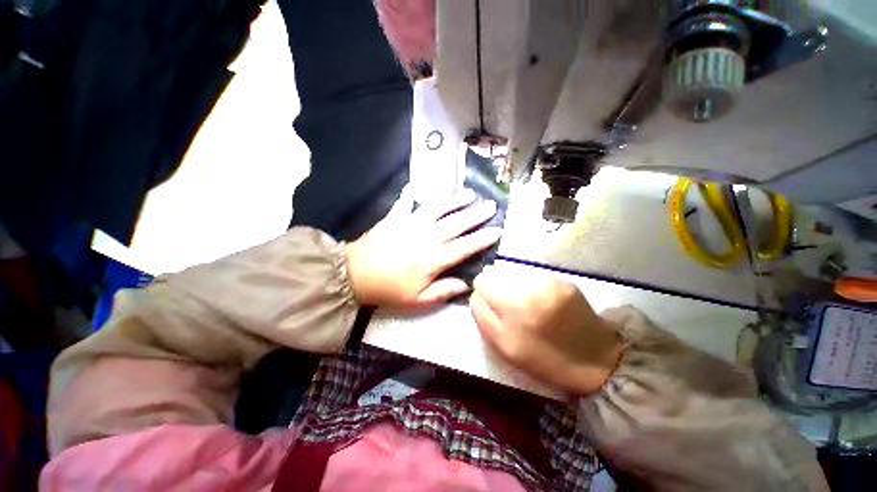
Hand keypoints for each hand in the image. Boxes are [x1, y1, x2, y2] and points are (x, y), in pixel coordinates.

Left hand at [346, 189, 500, 307]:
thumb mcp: (417, 301)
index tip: (497, 230)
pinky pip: (406, 203)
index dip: (482, 239)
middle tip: (491, 205)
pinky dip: (412, 194)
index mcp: (432, 260)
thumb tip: (466, 284)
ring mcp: (410, 224)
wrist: (354, 276)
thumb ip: (443, 291)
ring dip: (454, 201)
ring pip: (438, 209)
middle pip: (456, 224)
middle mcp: (426, 238)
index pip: (464, 247)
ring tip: (469, 193)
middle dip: (476, 214)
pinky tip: (417, 186)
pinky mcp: (395, 218)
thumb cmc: (388, 290)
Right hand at [470, 268, 622, 395]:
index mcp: (512, 308)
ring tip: (526, 304)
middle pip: (496, 273)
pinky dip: (531, 285)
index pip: (482, 282)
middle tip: (509, 305)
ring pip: (513, 272)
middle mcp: (528, 289)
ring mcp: (547, 282)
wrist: (595, 360)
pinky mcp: (562, 280)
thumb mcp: (503, 347)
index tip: (491, 303)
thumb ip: (483, 316)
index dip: (482, 291)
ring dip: (513, 285)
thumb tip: (476, 293)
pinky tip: (541, 300)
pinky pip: (532, 275)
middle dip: (497, 287)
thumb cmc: (543, 358)